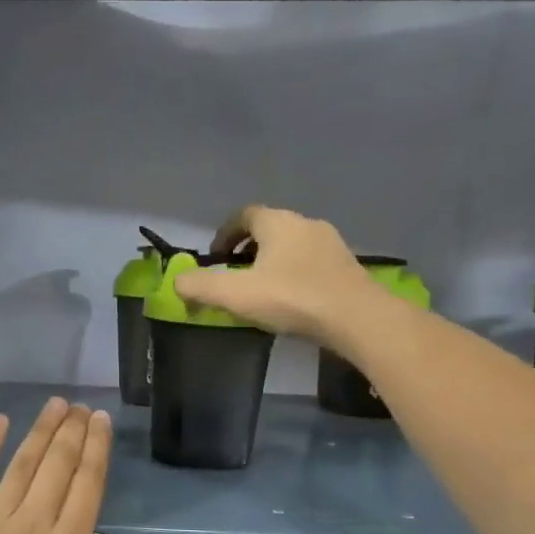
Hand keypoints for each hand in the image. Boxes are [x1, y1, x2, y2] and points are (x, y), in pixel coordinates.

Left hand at [0, 398, 163, 533]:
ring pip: (24, 463)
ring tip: (56, 405)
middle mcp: (35, 523)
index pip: (88, 484)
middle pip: (59, 465)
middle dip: (73, 431)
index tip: (101, 421)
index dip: (97, 448)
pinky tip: (1, 421)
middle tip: (81, 407)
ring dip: (42, 430)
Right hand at [173, 205, 370, 343]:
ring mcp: (331, 243)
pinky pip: (311, 263)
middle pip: (269, 229)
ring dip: (272, 262)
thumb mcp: (236, 295)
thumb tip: (176, 282)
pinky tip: (291, 300)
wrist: (358, 318)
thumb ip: (200, 287)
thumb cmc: (293, 298)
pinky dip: (294, 274)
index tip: (214, 258)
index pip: (244, 215)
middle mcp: (306, 223)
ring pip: (291, 246)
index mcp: (278, 222)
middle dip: (247, 249)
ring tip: (261, 290)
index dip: (225, 234)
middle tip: (234, 275)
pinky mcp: (347, 266)